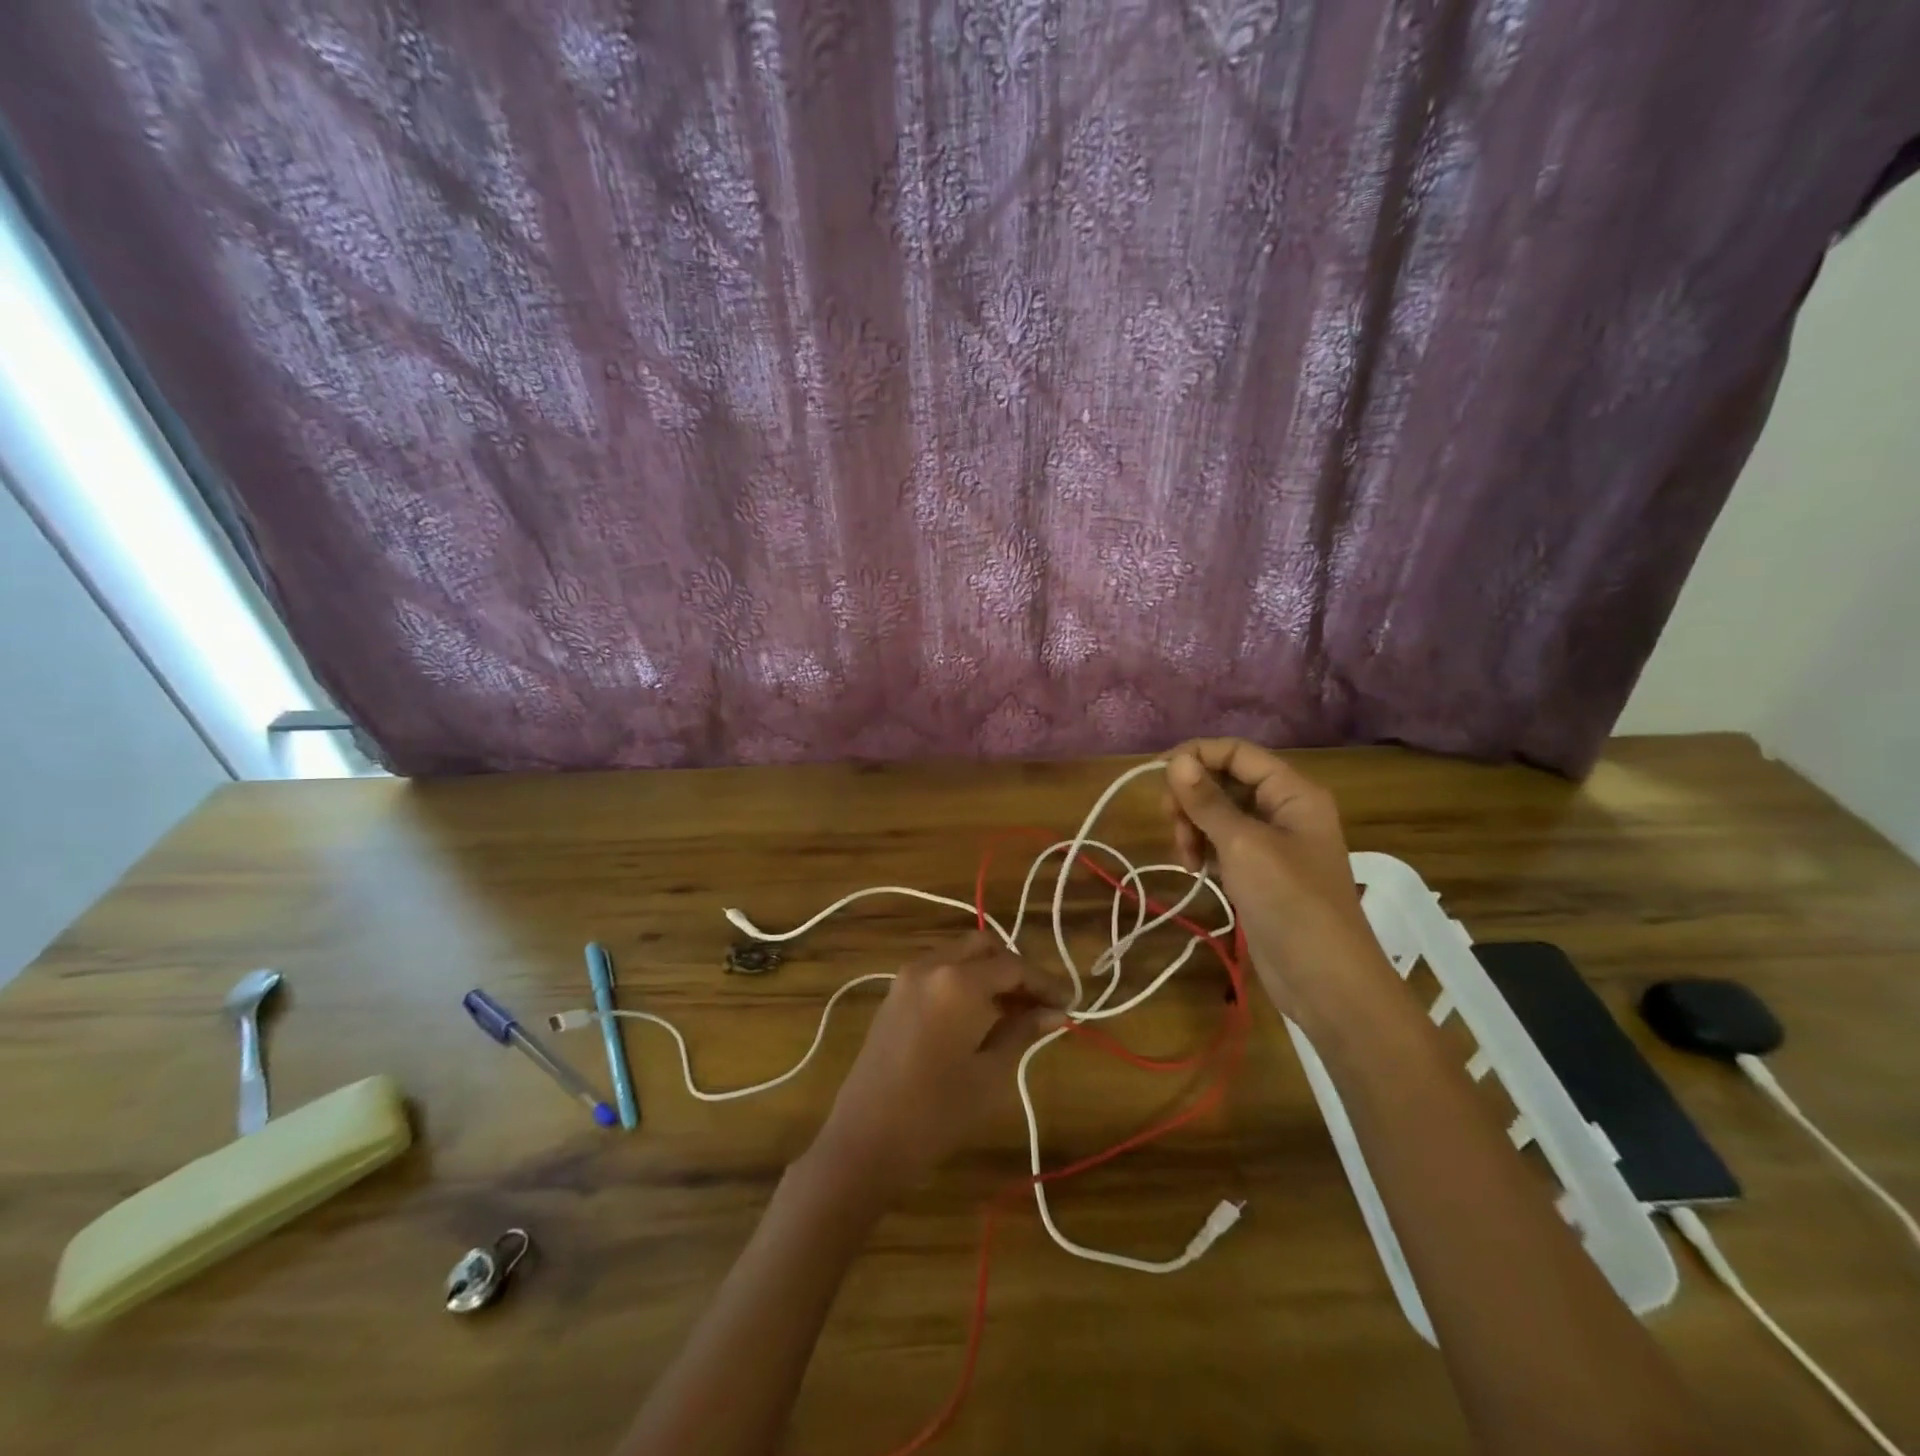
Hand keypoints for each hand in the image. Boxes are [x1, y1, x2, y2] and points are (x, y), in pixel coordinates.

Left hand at [808, 931, 1069, 1200]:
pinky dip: (963, 980)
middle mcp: (931, 965)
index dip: (1044, 982)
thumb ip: (1023, 1031)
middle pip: (984, 947)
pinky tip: (979, 1016)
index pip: (1013, 966)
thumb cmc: (936, 1112)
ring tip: (1014, 1013)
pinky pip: (938, 970)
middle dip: (1014, 969)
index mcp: (957, 980)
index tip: (1068, 1004)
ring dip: (988, 973)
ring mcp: (907, 977)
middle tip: (1038, 1004)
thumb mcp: (990, 1073)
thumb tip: (1056, 1012)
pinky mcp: (894, 994)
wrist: (864, 1139)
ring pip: (959, 955)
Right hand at [1163, 739, 1395, 1027]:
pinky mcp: (1260, 872)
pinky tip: (1196, 869)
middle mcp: (1284, 809)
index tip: (1156, 776)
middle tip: (1172, 825)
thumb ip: (1207, 801)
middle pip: (1226, 781)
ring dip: (1194, 826)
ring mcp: (1273, 843)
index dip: (1196, 755)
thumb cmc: (1289, 901)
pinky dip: (1204, 849)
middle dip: (1192, 797)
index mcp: (1292, 792)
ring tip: (1186, 857)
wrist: (1325, 979)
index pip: (1237, 752)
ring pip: (1220, 814)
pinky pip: (1223, 844)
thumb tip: (1176, 760)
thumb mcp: (1243, 845)